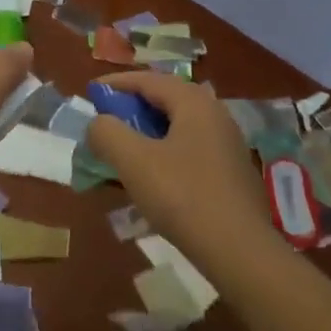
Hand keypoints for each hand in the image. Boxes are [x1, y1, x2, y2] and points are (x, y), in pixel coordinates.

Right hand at [87, 72, 281, 273]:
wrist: (240, 251)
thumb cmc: (182, 196)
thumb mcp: (134, 161)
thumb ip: (107, 133)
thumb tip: (98, 123)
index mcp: (194, 103)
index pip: (149, 79)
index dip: (116, 83)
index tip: (90, 93)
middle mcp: (215, 114)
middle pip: (167, 98)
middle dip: (133, 106)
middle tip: (107, 119)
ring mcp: (228, 143)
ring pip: (180, 125)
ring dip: (149, 130)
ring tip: (126, 147)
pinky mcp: (232, 171)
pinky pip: (191, 147)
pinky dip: (166, 150)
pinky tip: (155, 175)